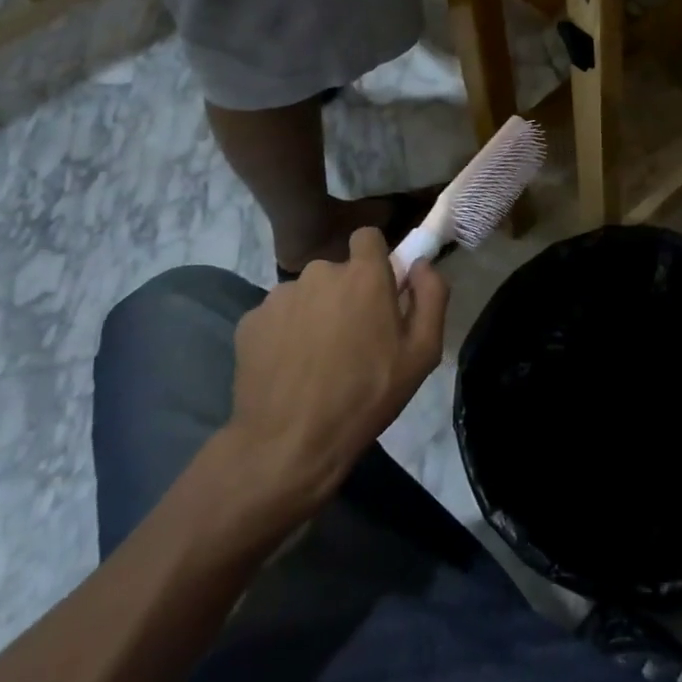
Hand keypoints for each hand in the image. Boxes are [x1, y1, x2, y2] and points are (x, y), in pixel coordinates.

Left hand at [219, 229, 447, 527]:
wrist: (289, 444)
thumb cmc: (366, 396)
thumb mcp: (423, 353)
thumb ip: (432, 296)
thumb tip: (421, 264)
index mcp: (363, 275)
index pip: (367, 236)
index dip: (375, 259)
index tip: (379, 289)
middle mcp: (320, 272)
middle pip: (338, 271)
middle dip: (346, 294)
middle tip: (352, 338)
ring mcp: (279, 296)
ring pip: (306, 294)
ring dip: (315, 313)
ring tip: (316, 359)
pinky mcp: (249, 321)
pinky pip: (276, 317)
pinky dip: (285, 334)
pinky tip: (289, 368)